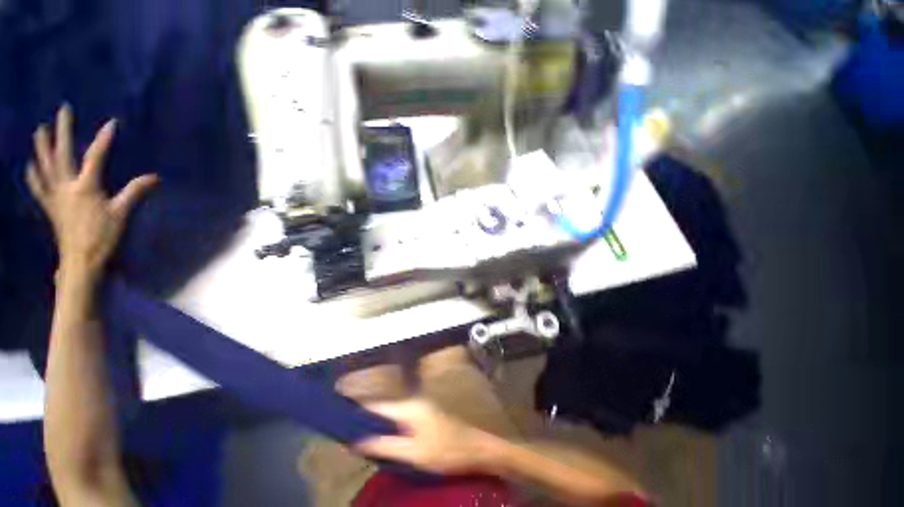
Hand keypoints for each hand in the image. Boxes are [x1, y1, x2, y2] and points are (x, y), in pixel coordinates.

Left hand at [26, 105, 157, 278]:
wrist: (81, 261)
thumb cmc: (103, 237)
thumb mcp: (122, 214)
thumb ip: (135, 192)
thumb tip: (155, 177)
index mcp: (85, 187)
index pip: (95, 157)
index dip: (104, 139)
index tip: (112, 123)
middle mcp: (66, 186)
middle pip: (62, 153)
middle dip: (63, 130)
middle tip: (63, 110)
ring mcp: (55, 196)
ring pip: (45, 165)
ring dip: (42, 146)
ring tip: (39, 129)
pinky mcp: (50, 207)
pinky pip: (38, 187)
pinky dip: (33, 174)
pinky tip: (30, 165)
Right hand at [354, 399, 501, 474]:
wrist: (474, 448)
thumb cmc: (445, 450)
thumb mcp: (413, 452)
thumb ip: (385, 445)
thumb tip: (357, 441)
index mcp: (409, 406)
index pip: (377, 405)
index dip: (359, 412)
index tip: (340, 420)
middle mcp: (413, 401)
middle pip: (384, 409)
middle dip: (367, 421)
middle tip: (347, 436)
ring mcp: (420, 408)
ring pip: (392, 415)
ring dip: (378, 426)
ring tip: (360, 440)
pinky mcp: (425, 416)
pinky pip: (401, 420)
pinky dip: (390, 428)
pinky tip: (383, 441)